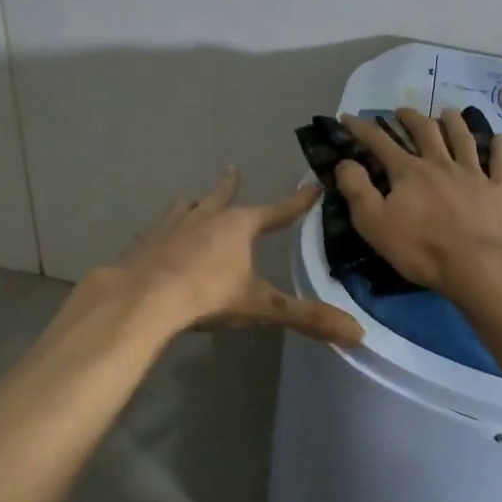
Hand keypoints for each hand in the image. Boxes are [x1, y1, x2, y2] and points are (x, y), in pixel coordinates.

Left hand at [104, 168, 363, 347]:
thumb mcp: (261, 308)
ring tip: (191, 199)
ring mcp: (170, 228)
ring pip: (185, 208)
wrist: (143, 300)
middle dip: (230, 186)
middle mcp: (204, 218)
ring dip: (193, 204)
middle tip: (233, 169)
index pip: (277, 211)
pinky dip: (159, 232)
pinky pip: (154, 232)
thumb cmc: (207, 297)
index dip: (297, 201)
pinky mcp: (143, 244)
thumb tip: (358, 332)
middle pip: (221, 197)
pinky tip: (153, 236)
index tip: (313, 185)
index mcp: (237, 226)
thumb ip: (306, 318)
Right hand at [335, 108, 501, 296]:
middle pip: (426, 132)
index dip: (362, 128)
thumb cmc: (421, 249)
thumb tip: (345, 162)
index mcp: (409, 173)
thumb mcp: (374, 224)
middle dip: (411, 118)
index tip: (348, 117)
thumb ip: (357, 190)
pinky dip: (498, 148)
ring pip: (463, 139)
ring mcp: (474, 175)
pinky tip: (499, 138)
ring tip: (448, 112)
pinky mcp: (499, 190)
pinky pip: (500, 162)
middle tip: (402, 110)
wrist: (479, 266)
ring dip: (454, 122)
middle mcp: (441, 164)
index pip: (380, 143)